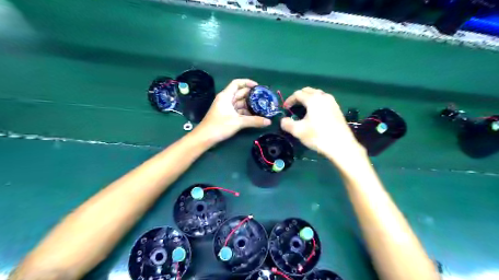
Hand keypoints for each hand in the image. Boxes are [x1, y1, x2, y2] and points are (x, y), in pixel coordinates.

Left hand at [194, 79, 271, 143]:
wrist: (205, 137)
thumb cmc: (219, 126)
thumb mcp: (238, 122)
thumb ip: (254, 121)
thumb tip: (268, 122)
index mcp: (226, 96)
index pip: (237, 83)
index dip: (247, 82)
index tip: (258, 87)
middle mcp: (226, 99)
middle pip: (240, 93)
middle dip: (251, 95)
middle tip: (264, 99)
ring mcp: (226, 107)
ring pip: (240, 103)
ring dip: (249, 105)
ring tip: (261, 107)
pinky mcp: (226, 115)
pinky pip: (238, 110)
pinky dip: (245, 112)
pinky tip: (254, 116)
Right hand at [280, 88, 365, 160]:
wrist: (341, 145)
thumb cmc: (318, 136)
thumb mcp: (298, 131)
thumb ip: (287, 124)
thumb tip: (283, 120)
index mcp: (313, 99)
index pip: (298, 94)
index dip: (289, 100)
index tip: (285, 108)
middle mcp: (323, 96)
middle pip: (308, 91)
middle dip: (299, 97)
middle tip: (293, 107)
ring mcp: (332, 102)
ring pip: (317, 95)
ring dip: (308, 99)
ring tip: (303, 110)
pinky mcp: (337, 109)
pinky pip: (324, 100)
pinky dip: (316, 103)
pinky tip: (315, 114)